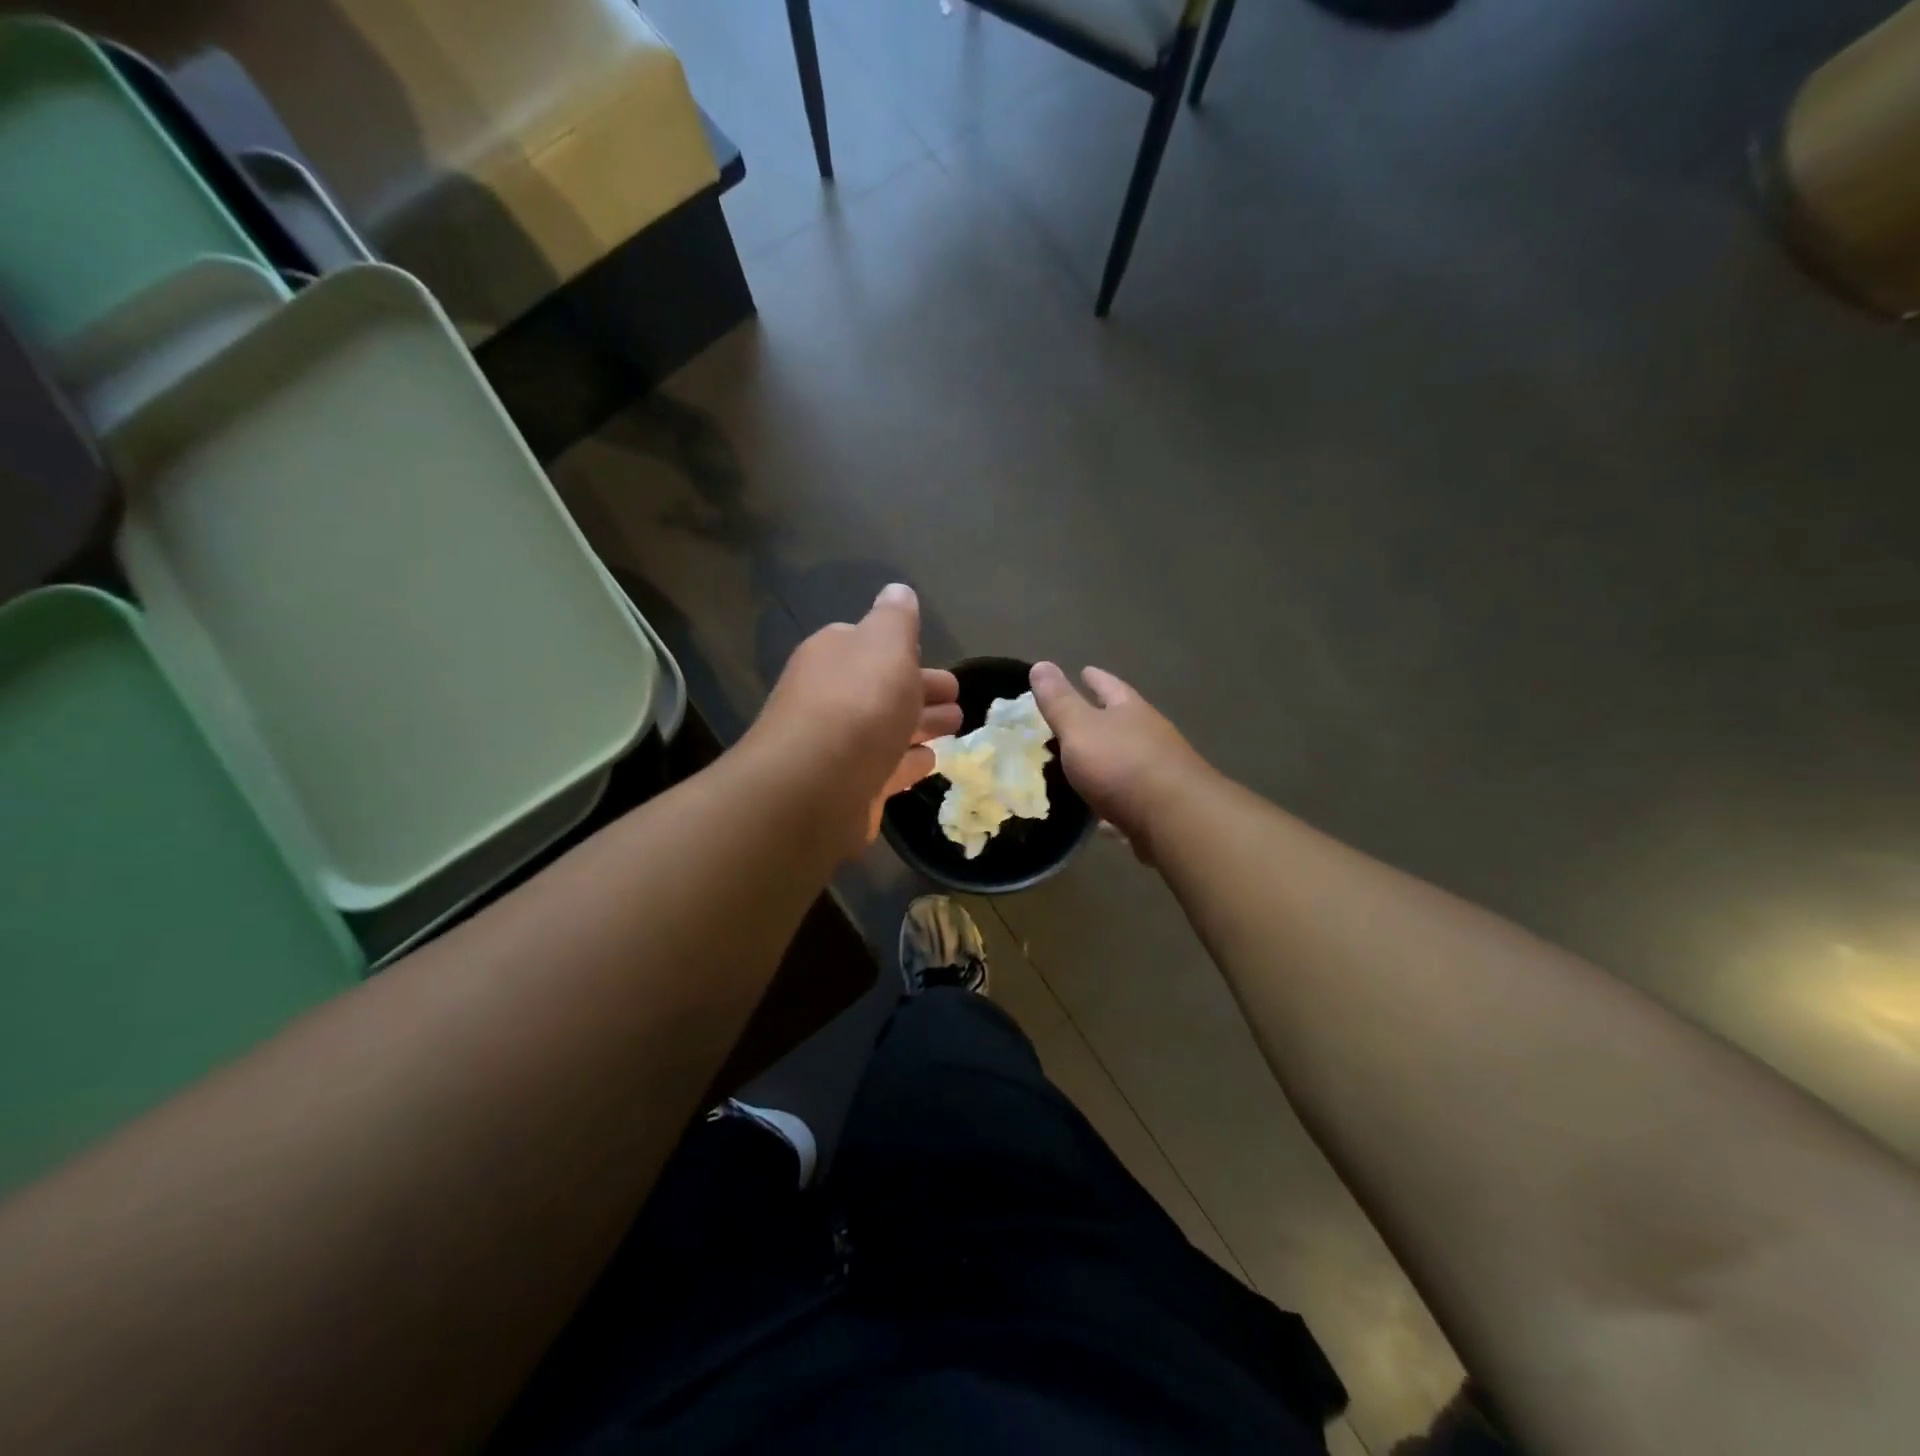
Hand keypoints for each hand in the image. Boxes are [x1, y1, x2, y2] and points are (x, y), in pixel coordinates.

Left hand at [751, 585, 960, 850]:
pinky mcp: (849, 788)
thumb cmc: (858, 704)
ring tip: (955, 726)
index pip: (868, 645)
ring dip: (921, 725)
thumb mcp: (885, 644)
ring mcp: (837, 747)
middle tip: (956, 698)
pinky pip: (885, 768)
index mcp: (833, 656)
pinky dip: (907, 762)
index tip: (932, 657)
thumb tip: (898, 592)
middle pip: (881, 689)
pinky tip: (929, 760)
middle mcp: (829, 698)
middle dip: (920, 690)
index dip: (902, 650)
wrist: (816, 786)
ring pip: (887, 729)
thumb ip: (896, 618)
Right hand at [1029, 662, 1210, 863]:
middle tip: (1079, 718)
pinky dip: (1113, 805)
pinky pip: (1130, 802)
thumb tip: (1041, 664)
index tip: (1084, 670)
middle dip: (1104, 718)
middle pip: (1125, 722)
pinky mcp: (1160, 809)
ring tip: (1083, 767)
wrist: (1173, 819)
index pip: (1111, 687)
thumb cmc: (1122, 764)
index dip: (1095, 679)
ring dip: (1108, 762)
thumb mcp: (1080, 728)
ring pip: (1128, 762)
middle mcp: (1151, 737)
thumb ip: (1059, 701)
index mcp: (1131, 711)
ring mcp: (1160, 774)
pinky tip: (1099, 817)